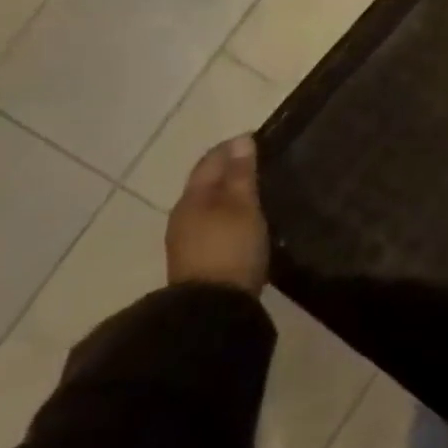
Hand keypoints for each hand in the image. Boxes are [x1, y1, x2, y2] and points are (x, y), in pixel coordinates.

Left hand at [167, 136, 268, 295]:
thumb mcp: (243, 205)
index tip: (259, 139)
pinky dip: (230, 214)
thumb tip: (241, 139)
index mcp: (193, 197)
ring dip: (230, 194)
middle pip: (207, 182)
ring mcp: (188, 239)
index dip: (233, 147)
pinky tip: (247, 220)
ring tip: (259, 191)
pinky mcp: (198, 259)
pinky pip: (214, 224)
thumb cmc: (230, 247)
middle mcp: (184, 214)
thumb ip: (241, 173)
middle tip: (262, 163)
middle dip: (231, 170)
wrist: (212, 308)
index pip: (211, 160)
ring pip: (210, 204)